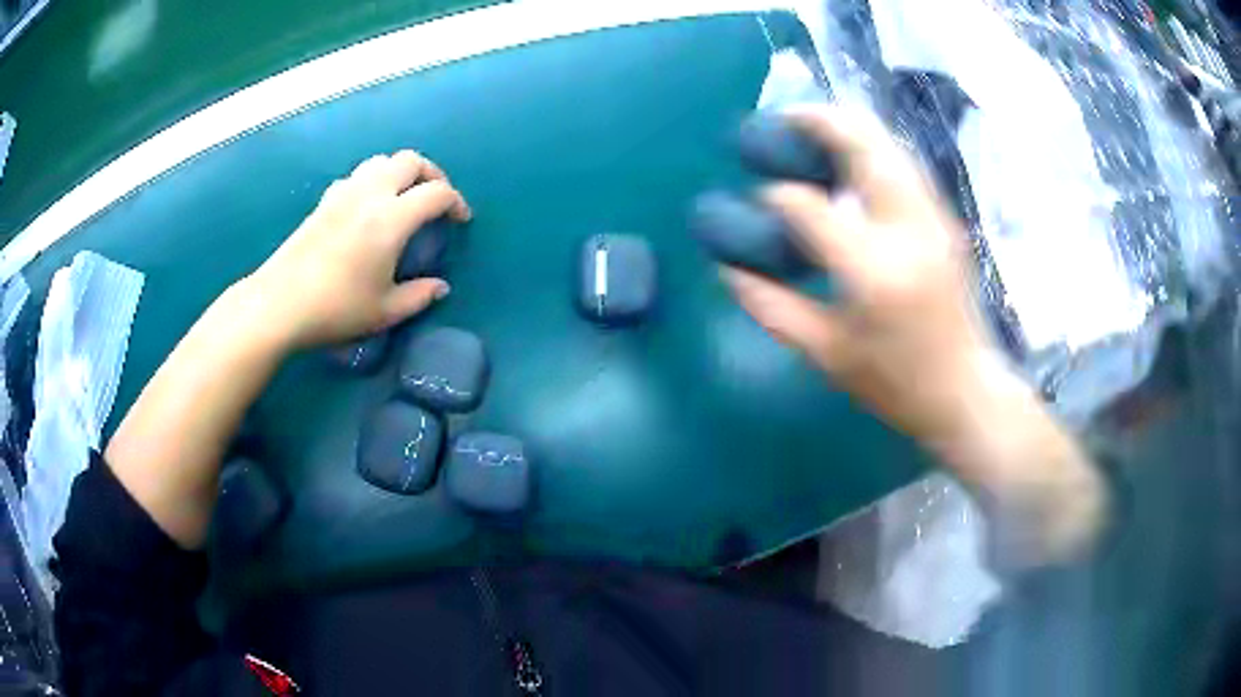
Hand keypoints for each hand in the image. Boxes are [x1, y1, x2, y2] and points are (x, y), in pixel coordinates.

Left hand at [240, 150, 470, 349]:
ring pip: (381, 161)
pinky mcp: (324, 201)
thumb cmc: (336, 309)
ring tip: (403, 197)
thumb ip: (419, 296)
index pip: (436, 193)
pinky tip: (367, 207)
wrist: (279, 304)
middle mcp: (370, 194)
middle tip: (435, 200)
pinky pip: (357, 175)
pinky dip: (373, 180)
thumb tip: (440, 287)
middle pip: (410, 161)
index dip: (456, 202)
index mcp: (392, 218)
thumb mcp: (385, 311)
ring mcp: (344, 193)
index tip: (461, 220)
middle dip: (431, 174)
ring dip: (400, 172)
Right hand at [725, 107, 991, 447]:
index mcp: (873, 272)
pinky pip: (905, 165)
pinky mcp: (946, 219)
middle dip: (819, 120)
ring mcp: (934, 219)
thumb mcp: (825, 353)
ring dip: (848, 127)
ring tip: (812, 127)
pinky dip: (873, 148)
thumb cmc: (895, 384)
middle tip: (783, 118)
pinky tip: (851, 158)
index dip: (777, 197)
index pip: (811, 207)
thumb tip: (727, 267)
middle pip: (864, 146)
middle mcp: (909, 231)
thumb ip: (770, 305)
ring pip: (890, 145)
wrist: (965, 392)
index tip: (759, 200)